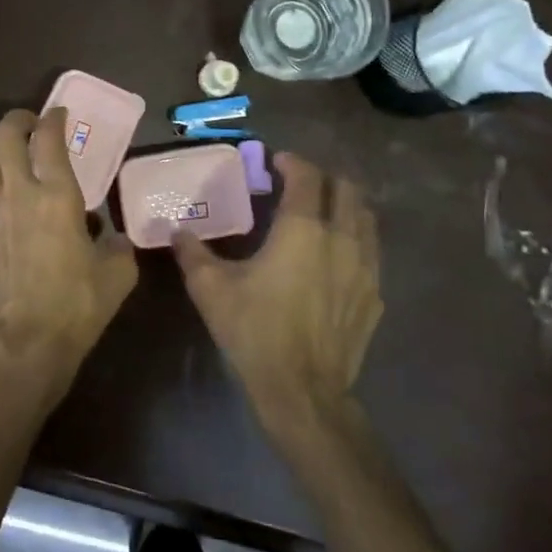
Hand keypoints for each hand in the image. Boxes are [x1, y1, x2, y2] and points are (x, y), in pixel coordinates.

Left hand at [0, 108, 137, 399]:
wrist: (25, 342)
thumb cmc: (76, 305)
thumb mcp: (118, 274)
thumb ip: (118, 245)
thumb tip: (112, 237)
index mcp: (57, 195)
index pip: (49, 138)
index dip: (54, 118)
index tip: (60, 114)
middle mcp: (18, 193)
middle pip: (4, 135)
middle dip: (17, 119)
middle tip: (31, 123)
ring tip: (14, 153)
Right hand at [173, 152, 382, 431]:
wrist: (302, 390)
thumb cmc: (255, 331)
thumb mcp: (211, 289)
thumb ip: (192, 253)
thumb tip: (177, 231)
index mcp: (303, 229)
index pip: (306, 177)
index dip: (291, 162)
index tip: (275, 161)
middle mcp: (342, 238)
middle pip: (346, 189)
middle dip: (323, 178)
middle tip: (299, 184)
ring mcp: (366, 268)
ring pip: (365, 219)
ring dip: (345, 206)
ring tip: (322, 213)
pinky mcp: (374, 296)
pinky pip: (371, 253)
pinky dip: (355, 241)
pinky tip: (337, 259)